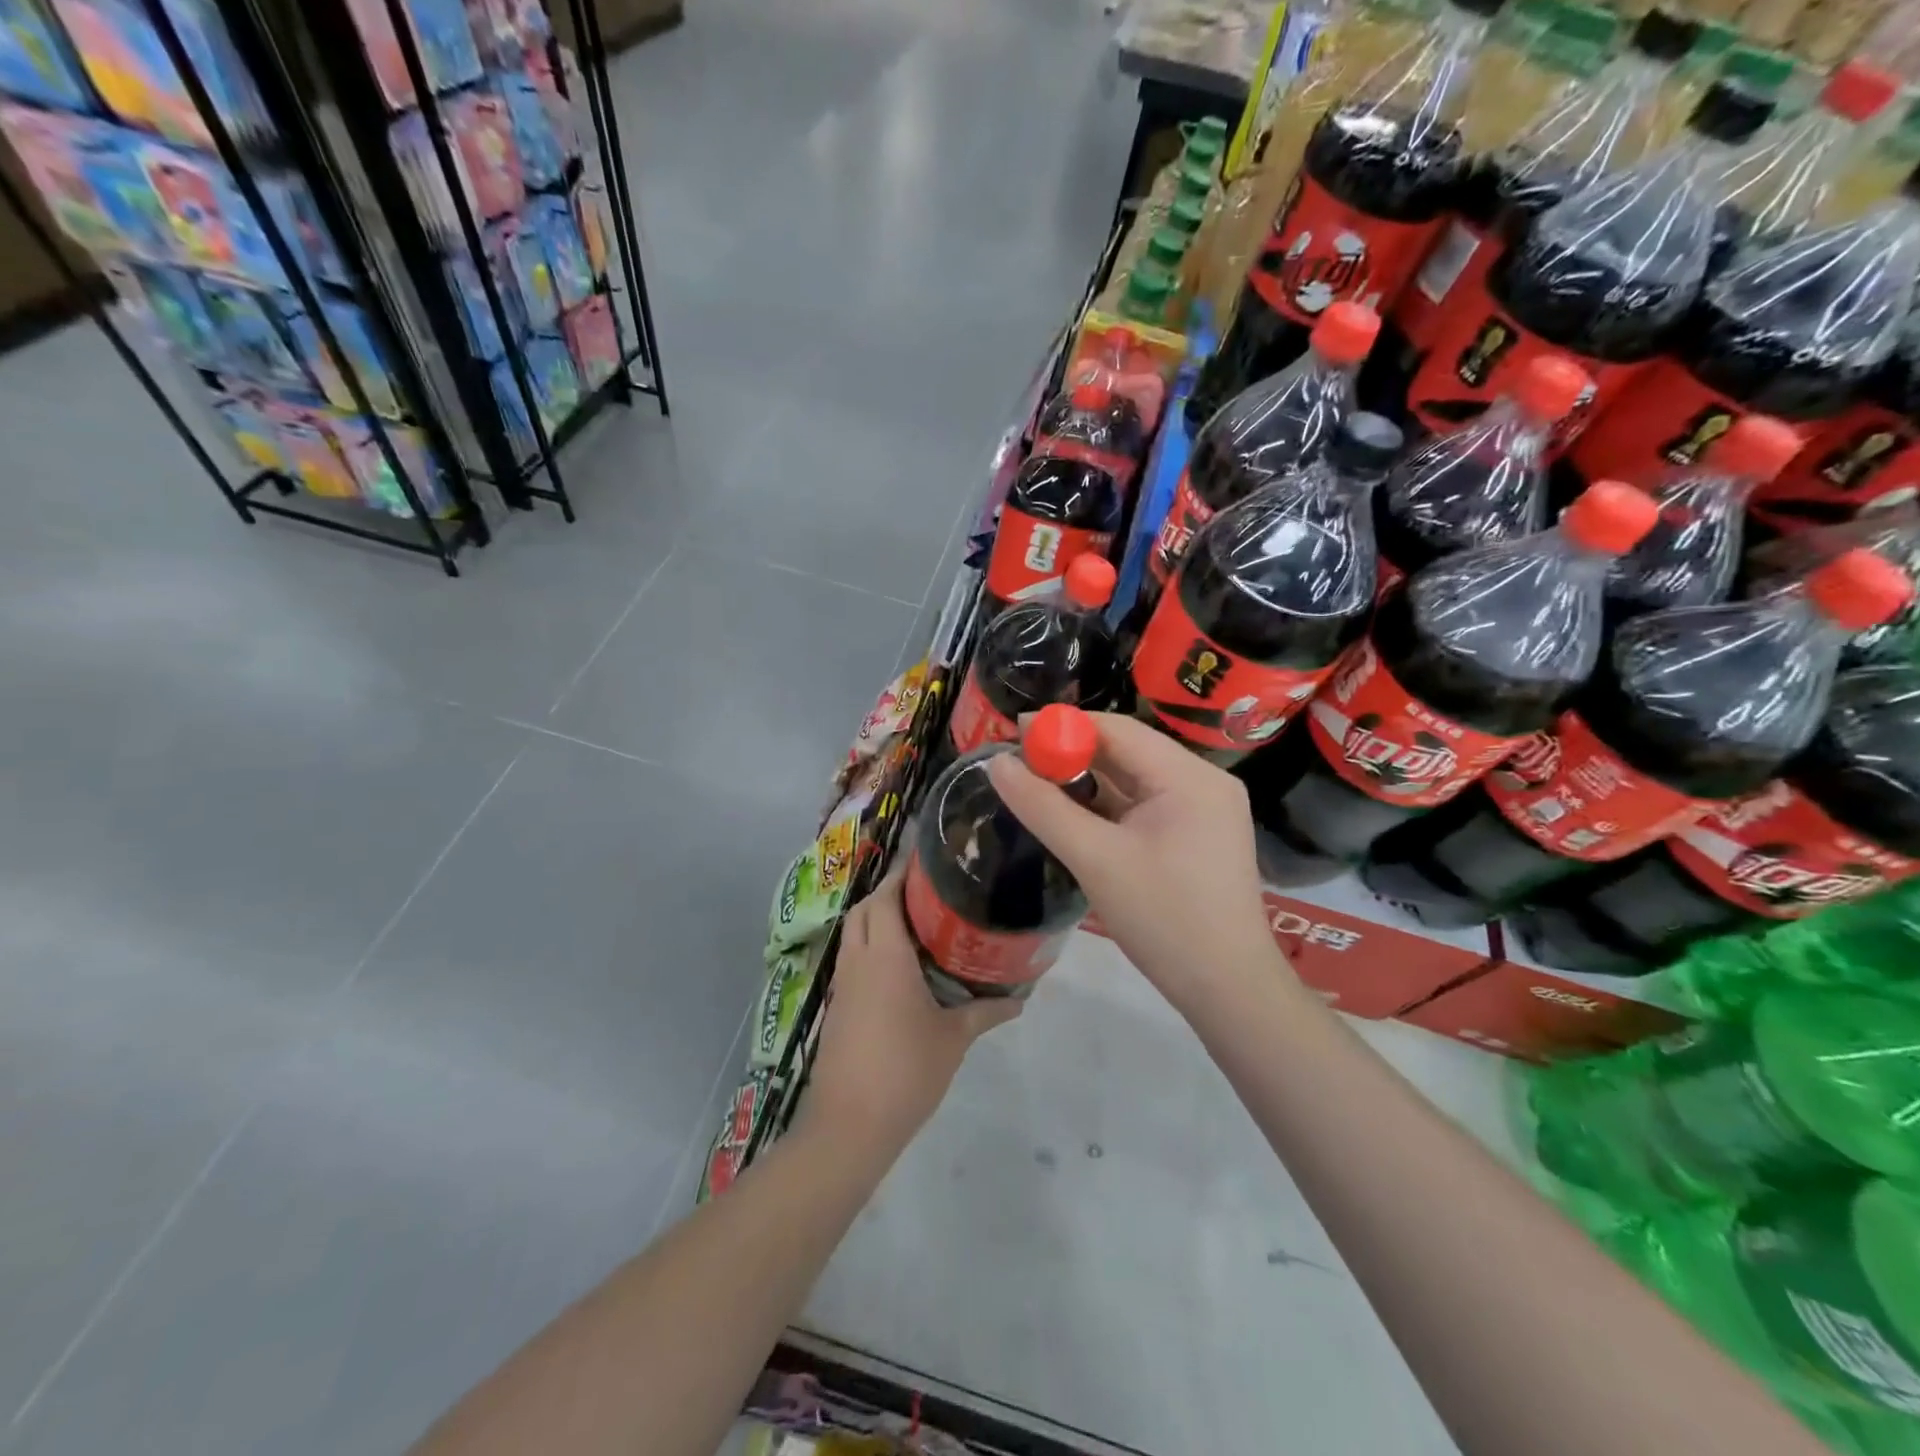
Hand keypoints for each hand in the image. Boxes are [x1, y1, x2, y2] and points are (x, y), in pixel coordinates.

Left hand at [799, 868, 1020, 1157]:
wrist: (849, 1124)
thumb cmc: (906, 1070)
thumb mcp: (954, 1039)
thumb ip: (985, 1012)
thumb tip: (1020, 1000)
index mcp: (885, 955)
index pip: (886, 897)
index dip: (902, 875)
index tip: (928, 864)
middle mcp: (858, 960)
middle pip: (865, 908)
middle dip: (889, 893)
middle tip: (927, 894)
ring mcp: (843, 984)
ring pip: (854, 932)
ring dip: (877, 919)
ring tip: (917, 924)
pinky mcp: (838, 1006)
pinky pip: (852, 958)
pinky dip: (870, 946)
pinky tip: (899, 966)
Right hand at [986, 713, 1291, 1016]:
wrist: (1226, 989)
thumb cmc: (1163, 918)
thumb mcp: (1095, 860)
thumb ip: (1043, 808)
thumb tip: (997, 763)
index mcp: (1189, 777)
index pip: (1118, 729)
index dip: (1064, 726)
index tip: (1014, 731)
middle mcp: (1203, 782)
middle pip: (1128, 751)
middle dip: (1073, 753)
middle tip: (1020, 761)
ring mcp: (1204, 811)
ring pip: (1135, 780)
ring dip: (1088, 781)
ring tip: (1038, 784)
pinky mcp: (1197, 836)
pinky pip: (1145, 806)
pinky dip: (1109, 807)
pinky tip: (1074, 814)